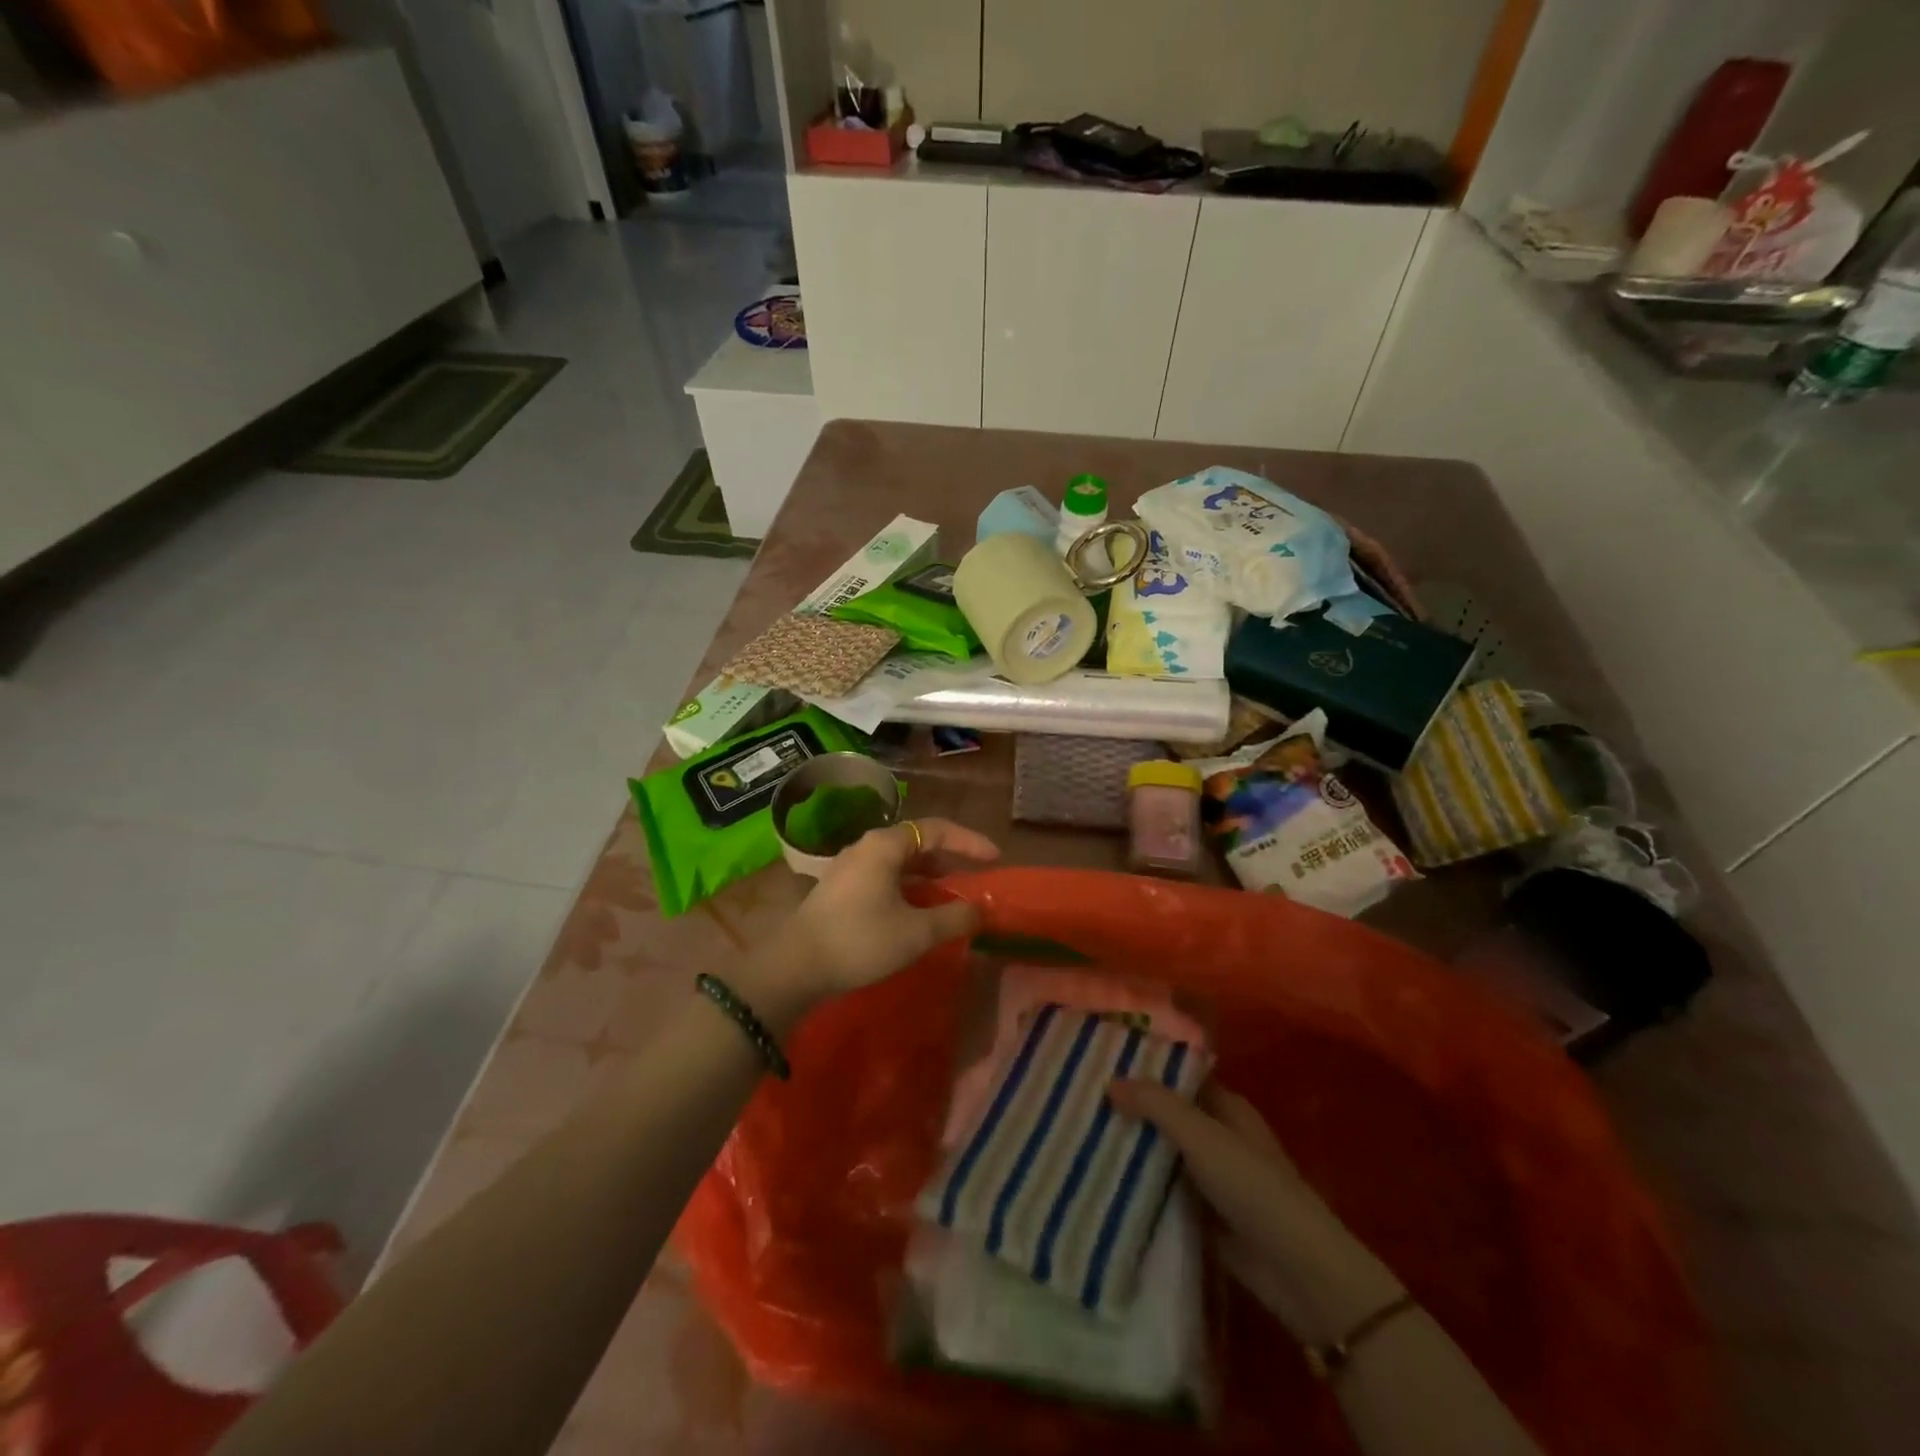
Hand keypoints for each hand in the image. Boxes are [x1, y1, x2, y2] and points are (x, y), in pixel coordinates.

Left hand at [789, 817, 998, 995]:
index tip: (995, 858)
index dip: (969, 842)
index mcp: (885, 845)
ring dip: (929, 875)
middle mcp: (867, 847)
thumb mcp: (916, 932)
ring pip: (900, 862)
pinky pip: (885, 876)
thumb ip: (954, 917)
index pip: (936, 830)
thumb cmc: (860, 940)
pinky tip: (918, 910)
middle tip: (975, 876)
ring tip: (952, 895)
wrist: (795, 966)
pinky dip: (909, 887)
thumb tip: (981, 909)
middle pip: (917, 842)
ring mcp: (850, 867)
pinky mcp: (841, 889)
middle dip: (950, 858)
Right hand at [1108, 1079, 1404, 1346]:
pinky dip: (1140, 1188)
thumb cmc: (1253, 1187)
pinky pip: (1164, 1193)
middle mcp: (1219, 1137)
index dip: (1146, 1067)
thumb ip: (1157, 1105)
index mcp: (1227, 1107)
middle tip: (1081, 1098)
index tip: (1102, 1061)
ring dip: (1132, 1149)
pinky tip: (1102, 1182)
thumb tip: (1109, 1080)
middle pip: (1168, 1115)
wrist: (1297, 1271)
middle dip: (1132, 1109)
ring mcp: (1212, 1178)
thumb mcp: (1202, 1136)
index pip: (1180, 1076)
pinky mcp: (1204, 1216)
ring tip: (1080, 1135)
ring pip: (1163, 1154)